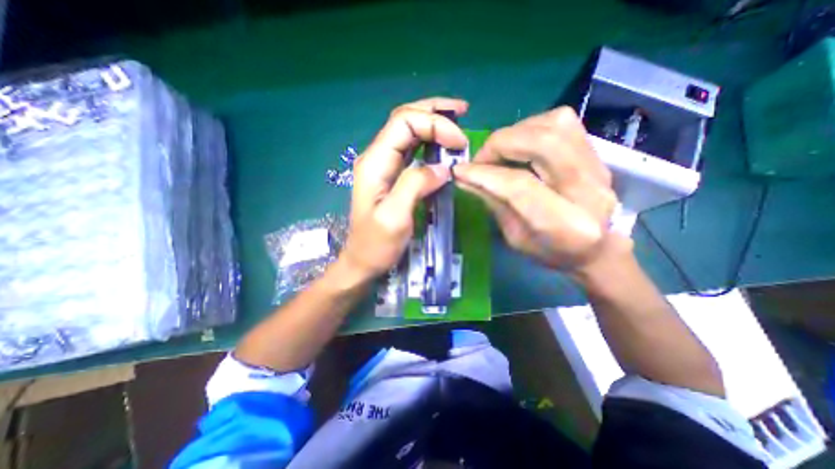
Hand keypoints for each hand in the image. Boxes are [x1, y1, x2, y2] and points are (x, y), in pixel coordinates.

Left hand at [339, 97, 468, 279]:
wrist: (363, 261)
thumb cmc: (376, 244)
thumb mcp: (394, 217)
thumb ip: (414, 185)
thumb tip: (442, 168)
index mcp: (375, 162)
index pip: (404, 122)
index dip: (434, 124)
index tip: (459, 143)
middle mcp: (377, 157)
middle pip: (404, 118)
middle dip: (434, 112)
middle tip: (462, 111)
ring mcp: (384, 165)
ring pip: (408, 131)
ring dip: (432, 122)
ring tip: (456, 121)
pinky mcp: (392, 175)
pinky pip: (411, 149)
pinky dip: (430, 141)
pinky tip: (442, 143)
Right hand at [450, 106, 618, 270]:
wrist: (598, 248)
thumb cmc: (551, 252)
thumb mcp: (515, 237)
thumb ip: (493, 203)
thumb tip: (465, 177)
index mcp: (565, 225)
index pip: (520, 186)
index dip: (485, 174)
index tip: (460, 171)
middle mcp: (588, 190)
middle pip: (543, 144)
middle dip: (500, 145)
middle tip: (480, 160)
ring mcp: (598, 167)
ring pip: (554, 125)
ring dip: (516, 133)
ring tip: (499, 151)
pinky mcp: (597, 154)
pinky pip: (563, 122)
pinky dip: (532, 127)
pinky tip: (520, 144)